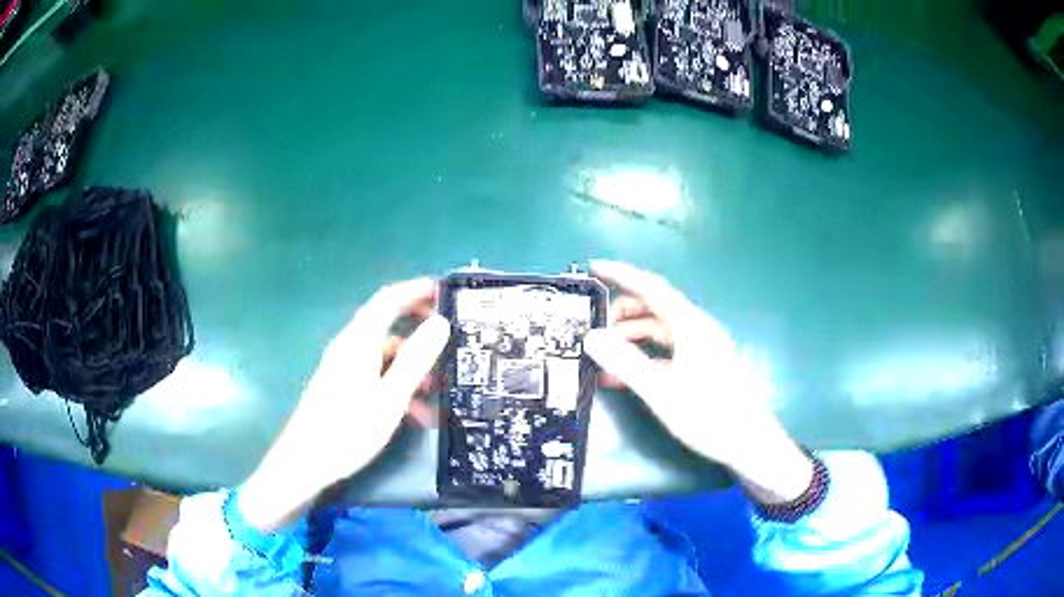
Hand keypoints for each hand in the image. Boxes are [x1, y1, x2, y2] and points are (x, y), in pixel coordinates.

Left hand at [239, 278, 450, 531]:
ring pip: (383, 354)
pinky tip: (414, 413)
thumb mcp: (390, 396)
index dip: (415, 290)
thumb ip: (415, 359)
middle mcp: (349, 347)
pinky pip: (375, 374)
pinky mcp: (342, 386)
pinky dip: (396, 384)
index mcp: (359, 341)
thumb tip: (440, 322)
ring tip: (437, 388)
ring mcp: (344, 367)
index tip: (443, 291)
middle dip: (418, 327)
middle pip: (386, 323)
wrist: (306, 461)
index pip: (388, 299)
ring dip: (410, 364)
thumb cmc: (348, 429)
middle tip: (448, 335)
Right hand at [583, 260, 812, 503]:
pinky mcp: (701, 365)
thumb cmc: (709, 414)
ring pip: (659, 330)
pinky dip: (644, 357)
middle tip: (594, 329)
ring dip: (631, 338)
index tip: (594, 268)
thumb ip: (625, 362)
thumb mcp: (661, 390)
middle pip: (654, 307)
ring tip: (603, 357)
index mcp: (691, 324)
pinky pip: (666, 351)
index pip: (651, 287)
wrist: (749, 443)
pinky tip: (624, 376)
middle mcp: (697, 329)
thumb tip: (592, 337)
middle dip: (622, 313)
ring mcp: (700, 348)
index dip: (621, 274)